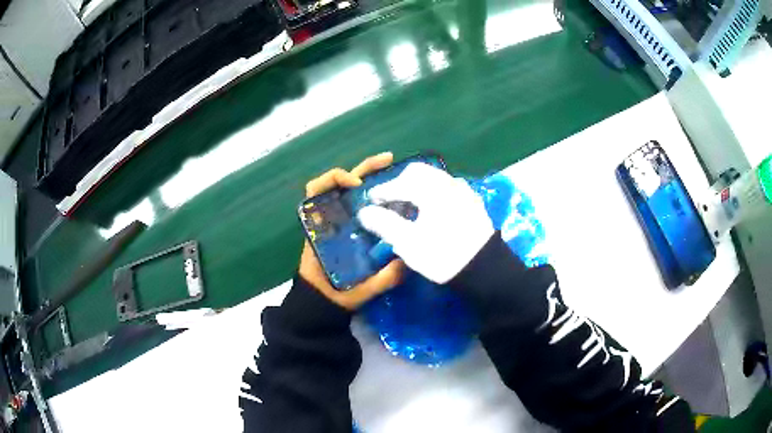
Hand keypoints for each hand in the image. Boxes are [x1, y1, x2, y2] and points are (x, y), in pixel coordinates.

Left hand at [299, 152, 405, 310]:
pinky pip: (360, 206)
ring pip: (352, 192)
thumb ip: (380, 280)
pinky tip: (394, 196)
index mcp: (321, 228)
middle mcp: (329, 220)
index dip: (335, 179)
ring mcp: (340, 223)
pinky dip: (374, 196)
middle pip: (339, 184)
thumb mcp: (356, 291)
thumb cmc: (331, 295)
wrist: (321, 306)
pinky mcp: (350, 230)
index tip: (357, 185)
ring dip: (370, 177)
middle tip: (389, 162)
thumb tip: (407, 262)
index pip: (316, 190)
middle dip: (363, 169)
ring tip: (394, 170)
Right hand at [358, 162, 493, 283]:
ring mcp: (463, 190)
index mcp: (431, 190)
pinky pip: (447, 187)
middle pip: (418, 172)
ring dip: (417, 187)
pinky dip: (433, 192)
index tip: (370, 203)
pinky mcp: (472, 201)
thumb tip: (364, 212)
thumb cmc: (443, 255)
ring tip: (409, 208)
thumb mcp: (408, 243)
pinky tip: (431, 211)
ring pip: (434, 178)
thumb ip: (384, 224)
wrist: (484, 268)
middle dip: (400, 183)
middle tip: (390, 202)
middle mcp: (448, 183)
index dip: (381, 193)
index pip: (399, 184)